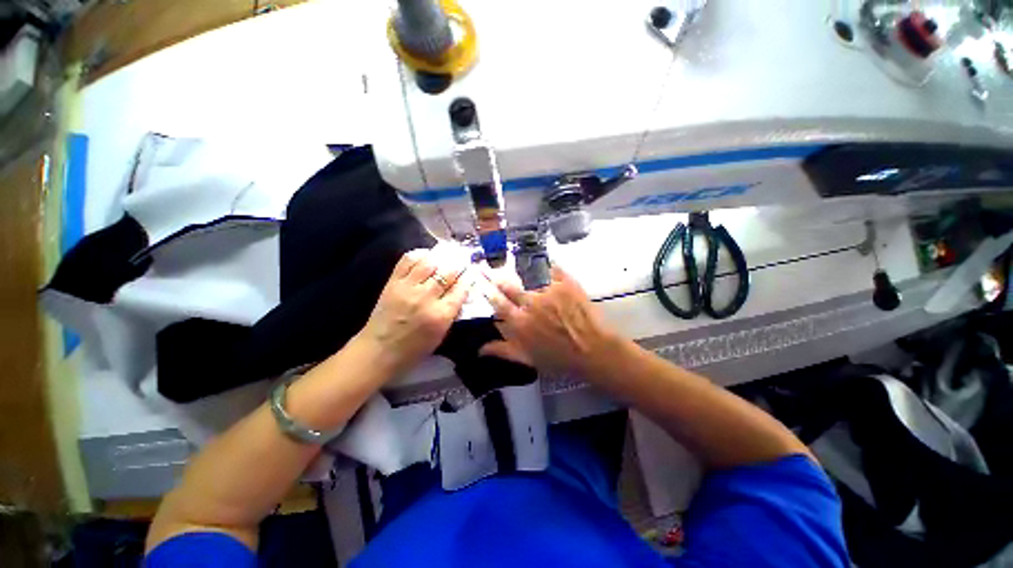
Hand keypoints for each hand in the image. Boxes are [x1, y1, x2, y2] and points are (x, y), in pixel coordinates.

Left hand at [358, 248, 469, 375]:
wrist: (379, 351)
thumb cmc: (415, 348)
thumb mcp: (442, 334)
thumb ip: (453, 312)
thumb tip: (461, 292)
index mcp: (441, 315)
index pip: (461, 288)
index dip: (469, 277)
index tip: (472, 272)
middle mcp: (426, 298)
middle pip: (448, 272)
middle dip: (459, 264)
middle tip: (463, 259)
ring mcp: (408, 288)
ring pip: (429, 262)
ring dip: (442, 256)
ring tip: (447, 254)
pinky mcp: (393, 283)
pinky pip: (408, 260)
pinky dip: (419, 254)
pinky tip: (427, 255)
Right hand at [480, 266, 616, 377]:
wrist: (594, 350)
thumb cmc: (560, 358)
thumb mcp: (529, 359)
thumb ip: (503, 351)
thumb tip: (480, 350)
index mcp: (520, 322)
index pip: (497, 302)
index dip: (487, 290)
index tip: (479, 281)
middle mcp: (531, 303)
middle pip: (509, 285)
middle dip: (497, 276)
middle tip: (490, 267)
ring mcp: (549, 290)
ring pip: (527, 274)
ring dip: (517, 268)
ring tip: (512, 262)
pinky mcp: (566, 283)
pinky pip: (550, 268)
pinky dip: (543, 264)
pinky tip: (540, 260)